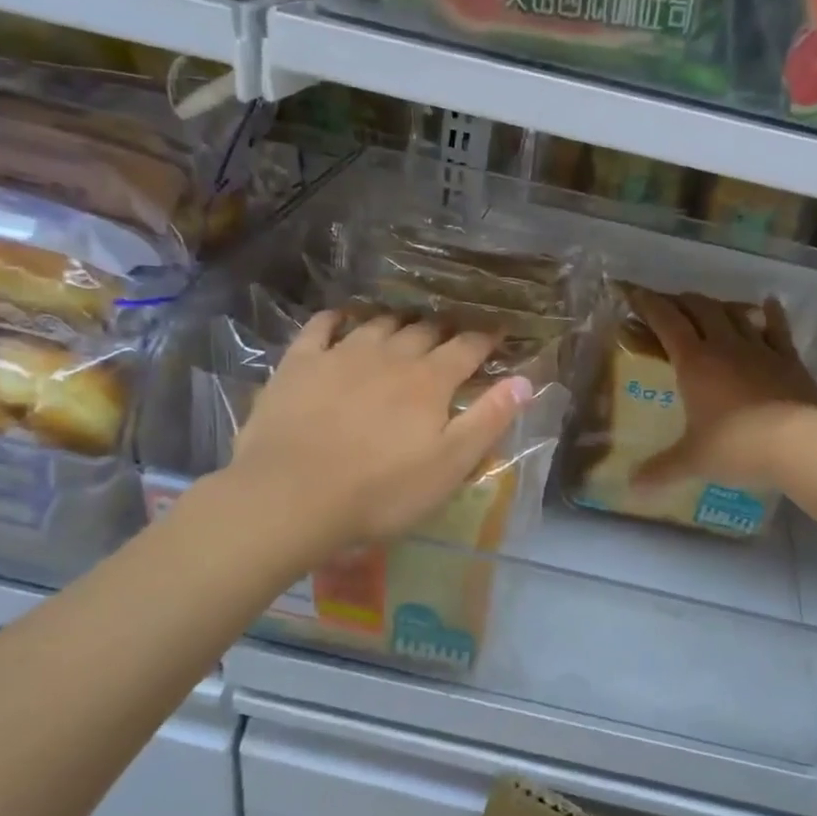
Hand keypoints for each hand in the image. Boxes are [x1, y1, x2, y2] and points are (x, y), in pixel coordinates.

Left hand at [227, 311, 529, 561]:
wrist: (291, 497)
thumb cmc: (381, 492)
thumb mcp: (449, 466)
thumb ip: (489, 420)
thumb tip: (525, 380)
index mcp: (429, 381)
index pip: (467, 348)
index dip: (487, 338)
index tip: (499, 331)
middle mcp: (390, 356)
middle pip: (424, 330)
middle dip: (445, 327)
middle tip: (455, 330)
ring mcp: (341, 355)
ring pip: (379, 323)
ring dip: (399, 320)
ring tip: (408, 322)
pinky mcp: (300, 364)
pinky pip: (322, 326)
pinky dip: (338, 318)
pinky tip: (344, 318)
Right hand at [629, 288, 816, 493]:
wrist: (800, 444)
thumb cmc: (737, 447)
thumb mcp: (693, 460)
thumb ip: (661, 470)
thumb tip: (631, 487)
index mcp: (695, 363)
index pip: (666, 322)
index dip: (649, 305)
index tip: (634, 292)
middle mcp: (726, 347)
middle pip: (700, 309)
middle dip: (682, 302)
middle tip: (670, 303)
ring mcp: (761, 350)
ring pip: (736, 315)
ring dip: (719, 306)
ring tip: (709, 306)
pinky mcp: (790, 361)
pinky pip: (778, 330)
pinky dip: (771, 314)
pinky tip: (769, 304)